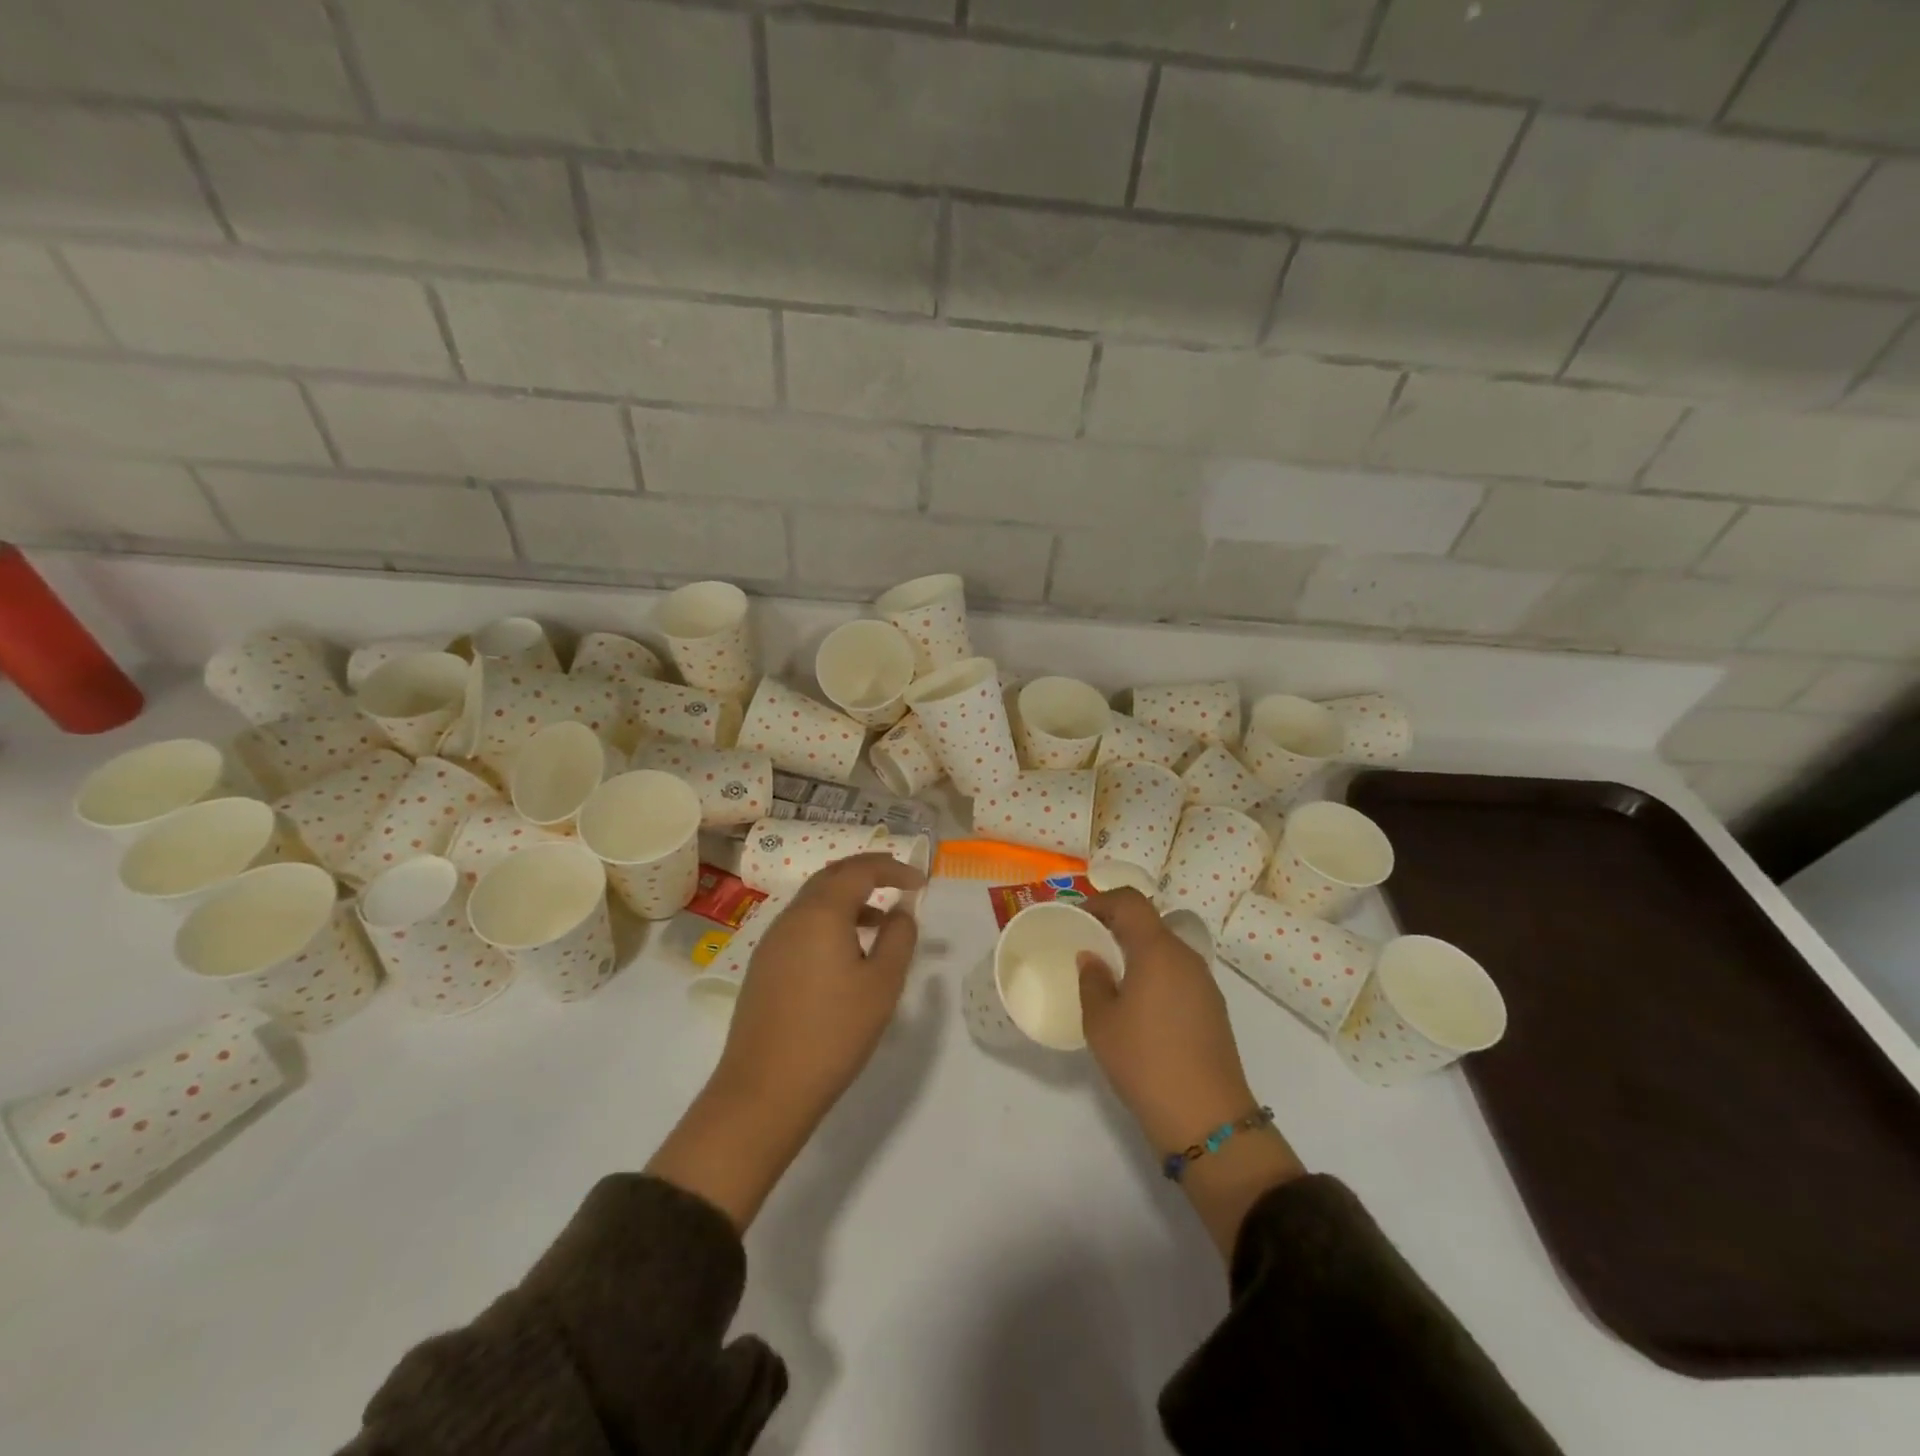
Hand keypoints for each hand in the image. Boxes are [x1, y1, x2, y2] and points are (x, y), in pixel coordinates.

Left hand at [649, 852, 924, 1230]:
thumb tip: (901, 911)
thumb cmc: (833, 1033)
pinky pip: (802, 925)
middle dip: (868, 873)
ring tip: (879, 921)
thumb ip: (898, 938)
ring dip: (848, 899)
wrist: (764, 1090)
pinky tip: (846, 953)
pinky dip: (829, 921)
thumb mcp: (882, 985)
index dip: (893, 868)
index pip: (860, 870)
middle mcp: (791, 917)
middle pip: (832, 876)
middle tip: (899, 882)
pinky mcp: (763, 966)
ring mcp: (772, 941)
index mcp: (821, 913)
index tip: (920, 882)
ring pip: (814, 901)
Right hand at [1079, 890, 1304, 1256]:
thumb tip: (1092, 957)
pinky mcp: (1213, 1008)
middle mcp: (1186, 957)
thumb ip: (1092, 981)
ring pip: (1166, 949)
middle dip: (1118, 926)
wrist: (1207, 1119)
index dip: (1102, 901)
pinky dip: (1156, 974)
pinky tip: (1140, 1005)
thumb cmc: (1145, 1062)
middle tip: (1090, 944)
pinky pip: (1179, 974)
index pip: (1131, 901)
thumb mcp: (1101, 1022)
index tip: (1079, 916)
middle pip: (1150, 923)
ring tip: (1111, 976)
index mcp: (1157, 950)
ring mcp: (1205, 982)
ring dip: (1138, 951)